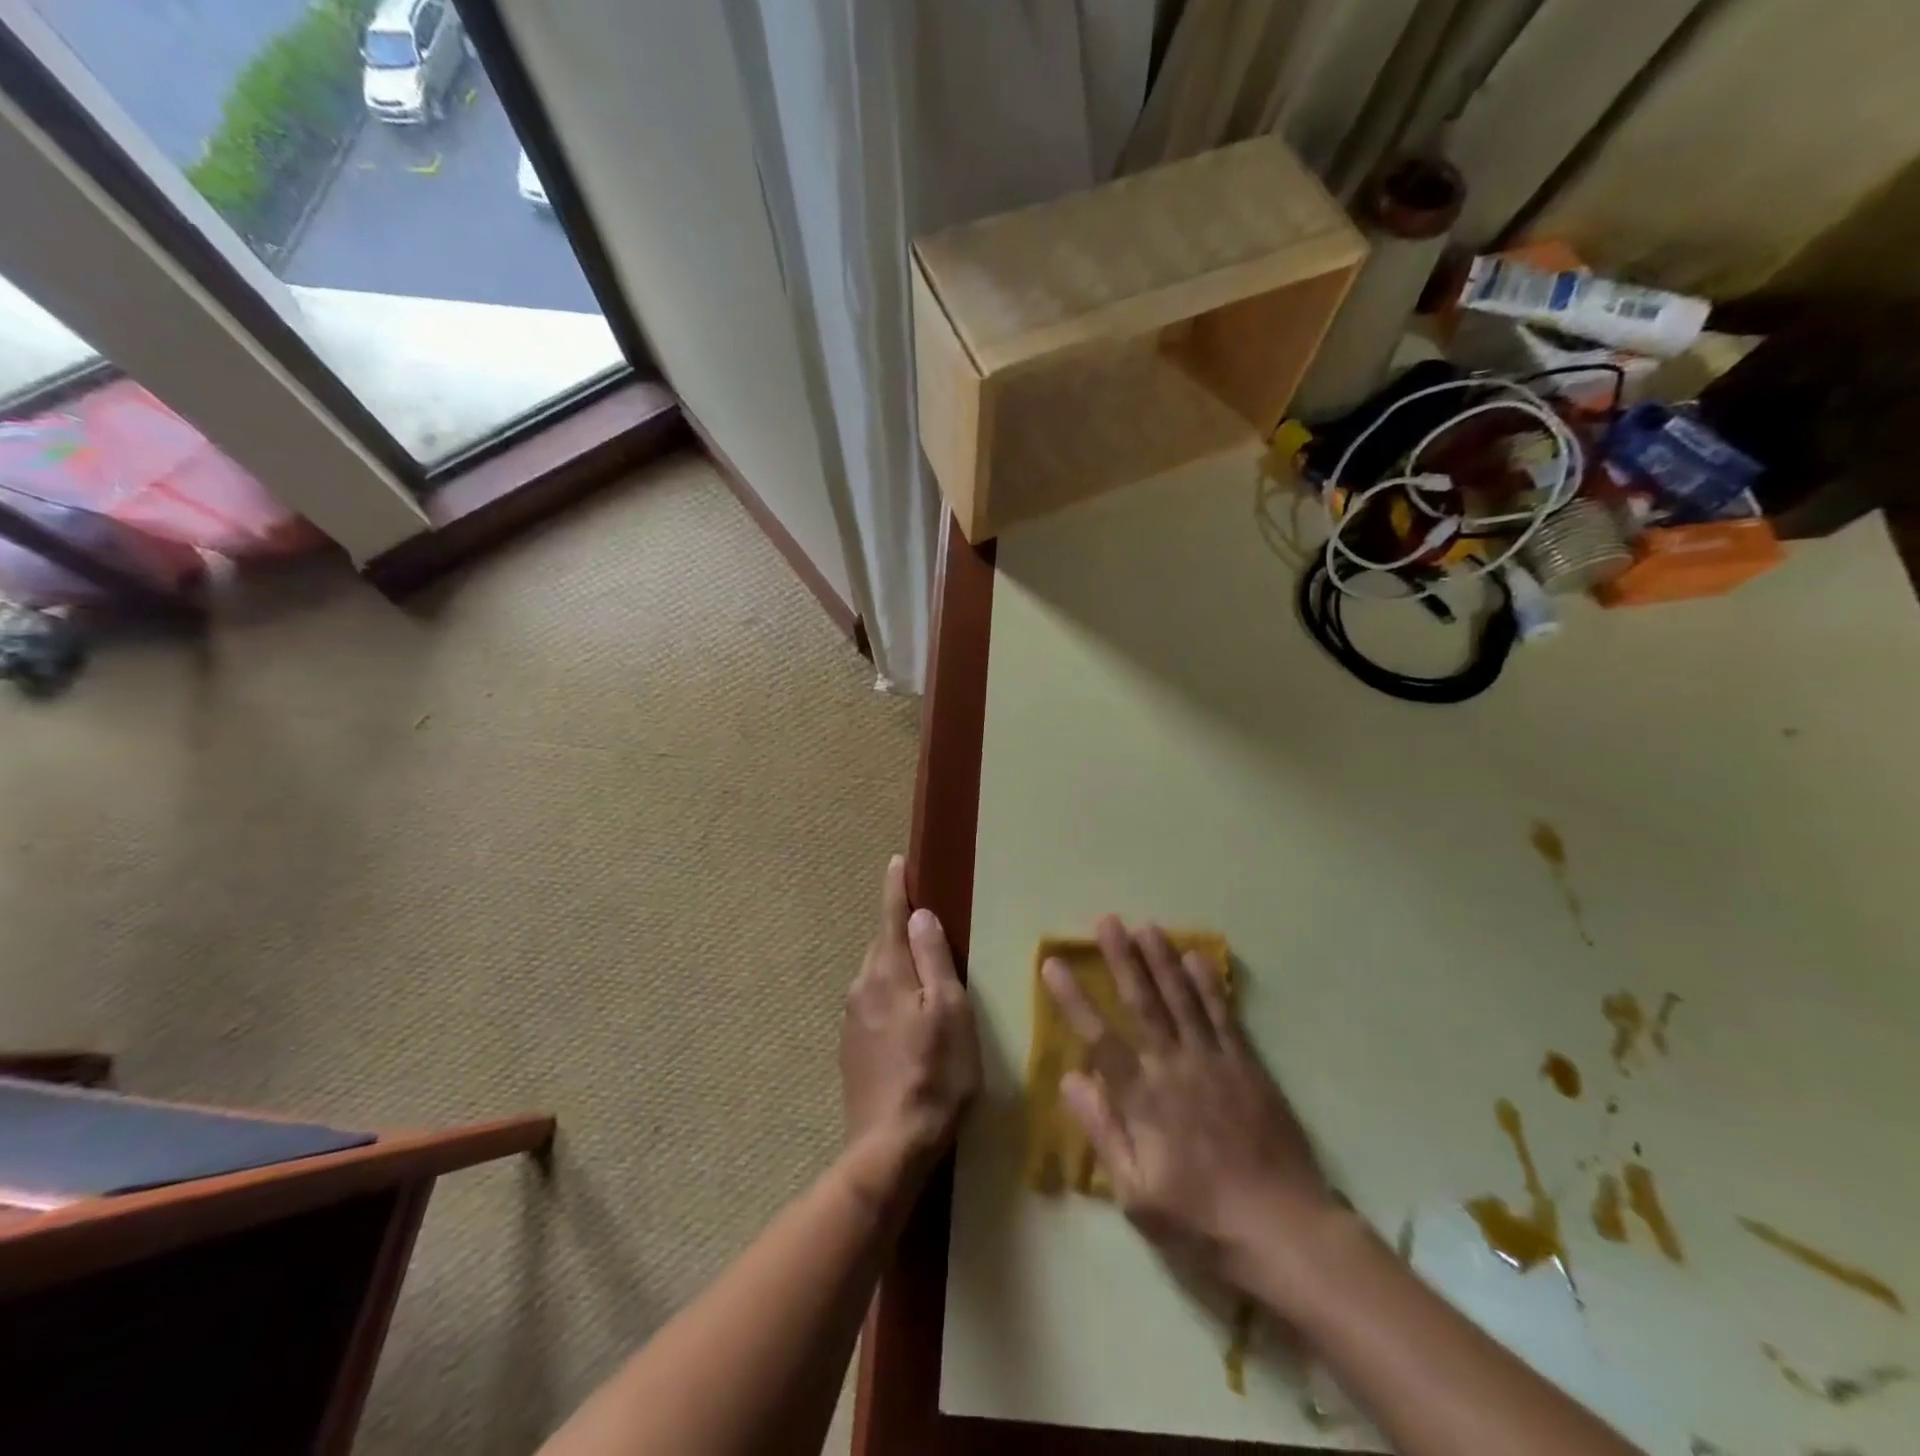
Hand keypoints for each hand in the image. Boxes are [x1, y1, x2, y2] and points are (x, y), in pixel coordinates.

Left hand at [840, 856, 980, 1181]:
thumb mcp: (951, 1011)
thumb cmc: (935, 1074)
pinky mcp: (851, 1049)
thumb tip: (921, 915)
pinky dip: (890, 997)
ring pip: (876, 977)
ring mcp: (852, 1020)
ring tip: (923, 973)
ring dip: (896, 966)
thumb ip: (934, 960)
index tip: (897, 862)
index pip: (891, 917)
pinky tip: (908, 1019)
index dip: (897, 888)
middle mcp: (861, 988)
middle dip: (899, 930)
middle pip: (882, 946)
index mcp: (887, 973)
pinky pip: (872, 1005)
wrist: (889, 1146)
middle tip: (925, 922)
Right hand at [1044, 917, 1337, 1292]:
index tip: (1053, 963)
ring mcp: (1214, 1062)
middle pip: (1143, 1004)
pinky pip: (1225, 1016)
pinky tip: (1198, 957)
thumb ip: (1103, 1132)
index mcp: (1143, 1099)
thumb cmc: (1201, 1220)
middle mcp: (1174, 1068)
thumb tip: (1071, 1079)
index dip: (1073, 999)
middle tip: (1106, 921)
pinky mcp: (1248, 1066)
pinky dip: (1210, 985)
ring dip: (1163, 960)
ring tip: (1146, 926)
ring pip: (1183, 999)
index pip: (1099, 1038)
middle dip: (1122, 959)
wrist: (1283, 1230)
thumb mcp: (1137, 1195)